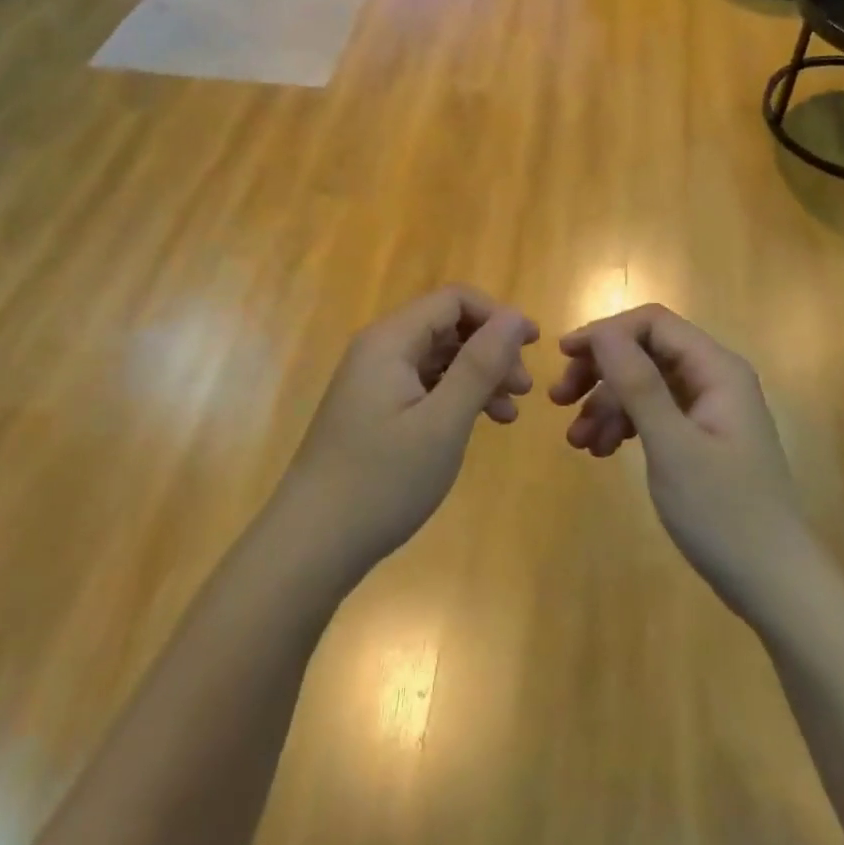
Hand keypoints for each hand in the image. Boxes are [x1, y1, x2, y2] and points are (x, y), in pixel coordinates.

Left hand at [277, 286, 537, 584]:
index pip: (454, 300)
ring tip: (509, 412)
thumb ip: (480, 364)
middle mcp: (379, 349)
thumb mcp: (443, 422)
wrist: (310, 544)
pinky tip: (478, 423)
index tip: (533, 347)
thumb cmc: (382, 480)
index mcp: (390, 340)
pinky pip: (423, 384)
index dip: (497, 315)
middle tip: (524, 389)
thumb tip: (516, 317)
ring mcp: (373, 380)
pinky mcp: (373, 409)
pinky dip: (455, 397)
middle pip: (446, 326)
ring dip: (478, 375)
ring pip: (438, 357)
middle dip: (490, 349)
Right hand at [552, 304, 804, 617]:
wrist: (774, 587)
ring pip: (644, 383)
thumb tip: (602, 332)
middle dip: (600, 370)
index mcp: (717, 369)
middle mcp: (714, 378)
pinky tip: (600, 450)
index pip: (653, 323)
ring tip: (576, 440)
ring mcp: (708, 409)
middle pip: (645, 351)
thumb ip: (637, 383)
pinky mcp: (701, 437)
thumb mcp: (672, 446)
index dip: (606, 332)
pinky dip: (624, 425)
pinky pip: (653, 413)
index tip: (565, 357)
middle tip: (559, 398)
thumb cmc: (723, 513)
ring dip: (606, 403)